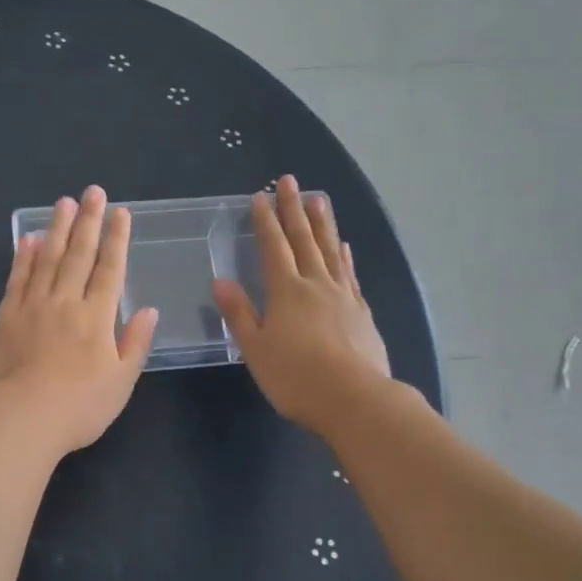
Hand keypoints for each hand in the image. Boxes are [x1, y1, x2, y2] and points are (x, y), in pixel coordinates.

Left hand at [0, 185, 158, 456]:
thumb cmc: (79, 406)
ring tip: (63, 203)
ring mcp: (33, 306)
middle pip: (79, 254)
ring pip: (47, 258)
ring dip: (57, 229)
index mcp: (97, 317)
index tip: (121, 213)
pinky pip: (17, 279)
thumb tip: (149, 310)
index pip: (111, 269)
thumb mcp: (121, 382)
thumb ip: (135, 343)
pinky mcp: (6, 317)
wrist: (21, 418)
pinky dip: (23, 257)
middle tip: (93, 192)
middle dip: (89, 221)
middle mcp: (66, 302)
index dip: (117, 239)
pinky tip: (27, 239)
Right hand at [212, 175, 390, 436]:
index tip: (260, 196)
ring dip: (322, 224)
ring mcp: (343, 296)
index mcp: (286, 291)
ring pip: (329, 251)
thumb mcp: (256, 349)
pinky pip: (350, 274)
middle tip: (289, 181)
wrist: (354, 399)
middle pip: (303, 240)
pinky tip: (343, 247)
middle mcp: (316, 284)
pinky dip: (344, 256)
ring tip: (319, 199)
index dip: (265, 221)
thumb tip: (220, 280)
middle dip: (293, 209)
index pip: (273, 248)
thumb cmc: (296, 377)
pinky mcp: (361, 312)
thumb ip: (239, 313)